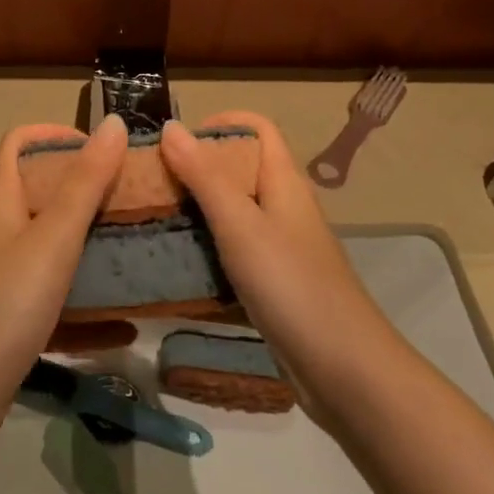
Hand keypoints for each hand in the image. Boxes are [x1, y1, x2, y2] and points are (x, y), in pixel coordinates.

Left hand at [0, 114, 126, 423]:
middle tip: (133, 198)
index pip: (18, 143)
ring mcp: (3, 277)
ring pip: (52, 250)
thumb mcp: (54, 236)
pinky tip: (126, 327)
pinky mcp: (12, 319)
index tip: (100, 146)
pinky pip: (57, 302)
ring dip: (92, 249)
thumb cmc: (7, 300)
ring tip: (138, 252)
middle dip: (87, 192)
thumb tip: (114, 123)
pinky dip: (88, 310)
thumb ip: (86, 182)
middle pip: (41, 194)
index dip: (54, 134)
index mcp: (0, 201)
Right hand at [160, 112, 386, 418]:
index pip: (256, 128)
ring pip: (231, 212)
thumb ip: (204, 176)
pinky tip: (174, 264)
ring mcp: (279, 246)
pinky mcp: (272, 282)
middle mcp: (282, 206)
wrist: (345, 371)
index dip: (218, 122)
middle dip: (194, 168)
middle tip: (148, 183)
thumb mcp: (241, 225)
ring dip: (194, 210)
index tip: (173, 140)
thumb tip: (171, 125)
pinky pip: (232, 251)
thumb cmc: (292, 285)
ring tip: (150, 220)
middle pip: (238, 168)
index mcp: (283, 181)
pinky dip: (204, 249)